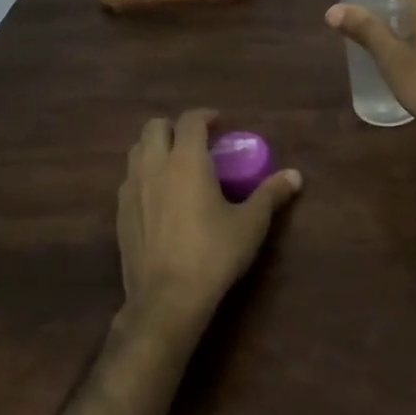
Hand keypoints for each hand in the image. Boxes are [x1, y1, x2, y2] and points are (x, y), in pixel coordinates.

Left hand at [115, 109, 302, 343]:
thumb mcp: (250, 224)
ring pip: (136, 151)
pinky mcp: (120, 213)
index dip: (206, 116)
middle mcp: (154, 166)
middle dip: (175, 127)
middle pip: (155, 127)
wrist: (167, 298)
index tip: (220, 123)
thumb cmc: (213, 254)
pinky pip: (129, 179)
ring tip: (176, 166)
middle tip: (196, 143)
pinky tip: (160, 198)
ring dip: (155, 148)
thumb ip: (271, 194)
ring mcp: (131, 189)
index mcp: (186, 160)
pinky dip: (144, 175)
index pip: (190, 120)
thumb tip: (295, 176)